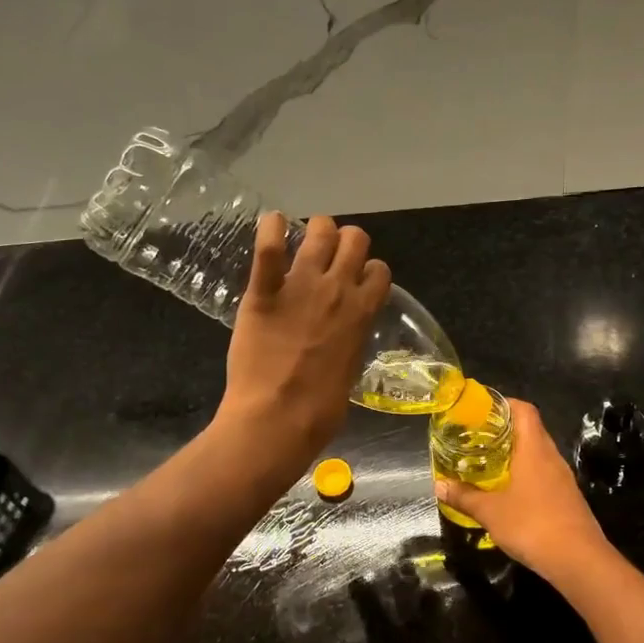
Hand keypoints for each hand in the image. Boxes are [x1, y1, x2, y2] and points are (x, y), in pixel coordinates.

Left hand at [216, 211, 391, 462]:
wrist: (278, 418)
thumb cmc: (320, 410)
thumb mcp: (351, 370)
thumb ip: (352, 340)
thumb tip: (345, 335)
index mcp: (363, 312)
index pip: (380, 270)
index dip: (369, 272)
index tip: (357, 281)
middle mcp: (338, 289)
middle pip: (355, 239)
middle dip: (345, 242)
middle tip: (330, 256)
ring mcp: (301, 286)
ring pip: (320, 230)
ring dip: (315, 230)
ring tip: (303, 240)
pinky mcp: (264, 291)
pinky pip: (269, 246)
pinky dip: (271, 228)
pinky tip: (271, 224)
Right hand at [434, 398, 612, 587]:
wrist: (579, 561)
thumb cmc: (532, 525)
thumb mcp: (490, 511)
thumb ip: (464, 496)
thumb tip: (439, 485)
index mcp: (535, 448)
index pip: (524, 410)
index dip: (503, 404)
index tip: (480, 410)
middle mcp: (551, 456)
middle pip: (530, 429)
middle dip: (503, 429)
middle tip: (475, 437)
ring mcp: (562, 477)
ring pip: (537, 453)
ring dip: (515, 453)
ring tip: (487, 462)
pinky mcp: (566, 497)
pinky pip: (543, 474)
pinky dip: (525, 474)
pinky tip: (508, 490)